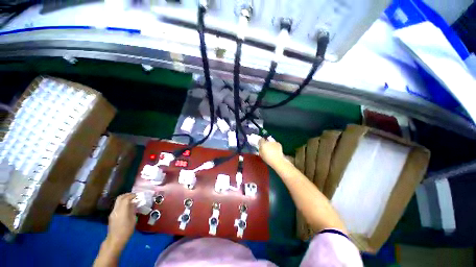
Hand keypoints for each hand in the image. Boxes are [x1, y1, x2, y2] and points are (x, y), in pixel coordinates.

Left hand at [107, 193, 136, 247]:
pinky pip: (117, 206)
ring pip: (118, 202)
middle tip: (134, 195)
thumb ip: (132, 210)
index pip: (126, 198)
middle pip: (120, 198)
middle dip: (127, 195)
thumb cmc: (126, 230)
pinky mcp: (112, 216)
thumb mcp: (133, 219)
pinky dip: (122, 203)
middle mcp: (116, 210)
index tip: (137, 195)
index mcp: (121, 210)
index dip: (132, 195)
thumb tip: (134, 204)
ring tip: (131, 200)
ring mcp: (112, 213)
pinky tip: (127, 207)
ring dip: (124, 199)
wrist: (115, 240)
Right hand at [258, 138, 284, 167]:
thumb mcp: (261, 154)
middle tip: (266, 149)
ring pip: (271, 142)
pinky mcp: (278, 144)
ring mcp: (274, 142)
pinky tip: (275, 150)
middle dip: (266, 144)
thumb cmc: (268, 159)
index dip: (260, 142)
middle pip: (266, 141)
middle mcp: (268, 142)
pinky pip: (275, 144)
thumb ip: (260, 149)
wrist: (278, 160)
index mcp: (263, 144)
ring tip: (271, 150)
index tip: (261, 145)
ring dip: (270, 145)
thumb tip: (260, 146)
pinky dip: (275, 146)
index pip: (261, 140)